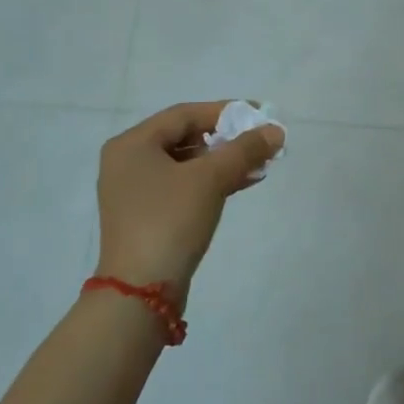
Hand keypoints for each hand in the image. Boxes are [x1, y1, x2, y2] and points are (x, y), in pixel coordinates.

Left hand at [96, 102, 283, 298]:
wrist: (141, 292)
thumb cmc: (170, 221)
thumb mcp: (210, 180)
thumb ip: (244, 150)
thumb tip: (275, 131)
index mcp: (132, 144)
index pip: (184, 114)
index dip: (225, 111)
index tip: (259, 114)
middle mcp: (128, 162)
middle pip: (184, 137)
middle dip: (226, 138)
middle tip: (260, 140)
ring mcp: (135, 191)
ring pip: (186, 164)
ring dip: (222, 162)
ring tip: (259, 163)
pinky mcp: (146, 216)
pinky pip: (182, 186)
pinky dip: (210, 182)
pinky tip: (242, 182)